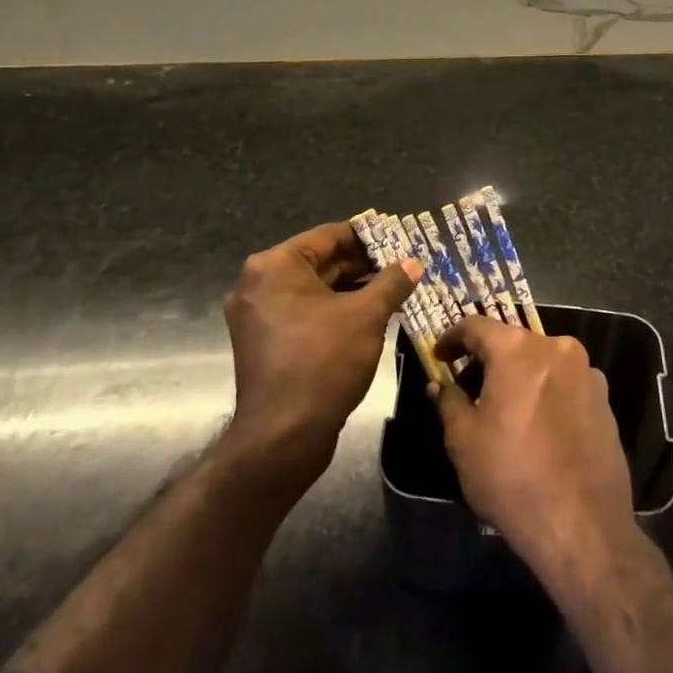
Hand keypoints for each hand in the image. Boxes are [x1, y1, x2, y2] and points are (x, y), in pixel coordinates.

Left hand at [223, 221, 421, 475]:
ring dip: (351, 290)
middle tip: (402, 267)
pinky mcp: (265, 343)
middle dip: (362, 266)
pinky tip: (369, 317)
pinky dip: (334, 311)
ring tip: (393, 290)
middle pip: (320, 262)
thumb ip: (392, 282)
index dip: (368, 237)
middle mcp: (258, 284)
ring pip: (314, 290)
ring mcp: (258, 316)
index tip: (400, 239)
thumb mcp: (367, 316)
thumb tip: (414, 262)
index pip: (329, 236)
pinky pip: (304, 313)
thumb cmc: (323, 362)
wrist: (283, 436)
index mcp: (275, 266)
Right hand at [430, 318, 637, 589]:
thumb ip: (448, 402)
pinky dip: (546, 391)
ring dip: (520, 375)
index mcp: (518, 350)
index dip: (452, 338)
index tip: (440, 356)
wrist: (583, 526)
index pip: (476, 326)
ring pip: (542, 361)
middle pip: (513, 341)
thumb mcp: (463, 441)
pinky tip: (537, 425)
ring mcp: (587, 371)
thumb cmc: (512, 478)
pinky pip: (565, 382)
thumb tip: (440, 385)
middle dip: (487, 358)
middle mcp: (556, 347)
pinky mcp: (605, 398)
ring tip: (504, 408)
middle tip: (468, 385)